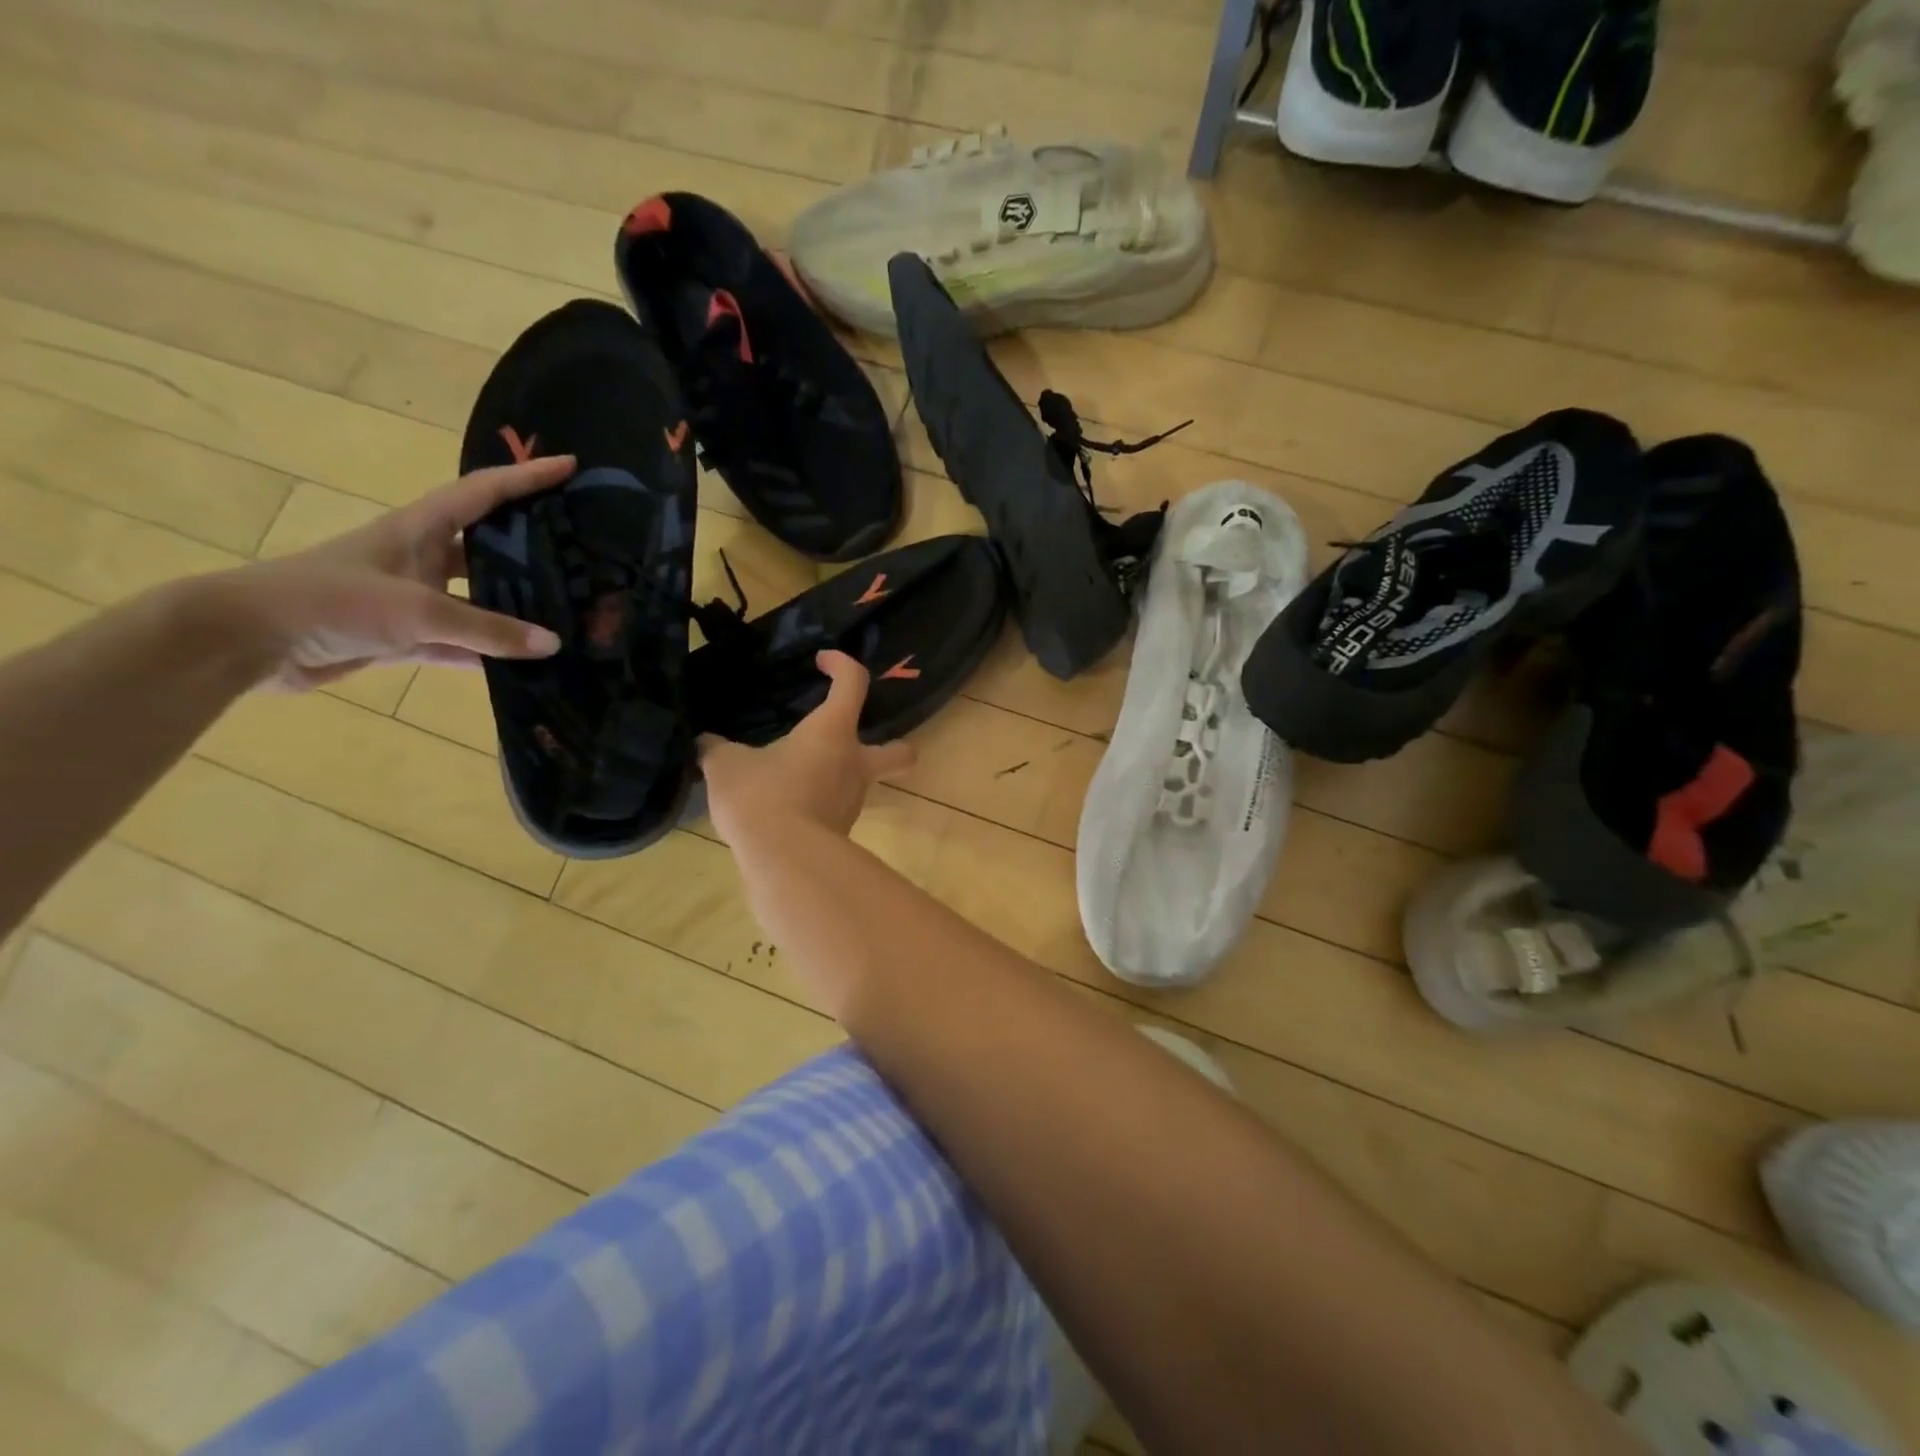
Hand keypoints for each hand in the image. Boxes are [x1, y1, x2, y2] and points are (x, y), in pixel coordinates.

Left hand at [224, 457, 572, 689]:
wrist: (248, 642)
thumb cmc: (331, 602)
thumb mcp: (417, 611)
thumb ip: (488, 629)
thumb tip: (554, 644)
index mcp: (418, 529)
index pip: (484, 493)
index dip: (526, 476)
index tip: (570, 466)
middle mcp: (419, 558)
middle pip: (486, 546)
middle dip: (529, 547)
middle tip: (580, 554)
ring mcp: (411, 599)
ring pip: (475, 599)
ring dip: (512, 609)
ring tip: (564, 614)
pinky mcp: (401, 636)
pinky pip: (458, 643)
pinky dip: (487, 653)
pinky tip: (523, 664)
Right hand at [698, 651, 915, 843]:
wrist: (783, 860)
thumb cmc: (762, 796)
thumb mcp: (727, 766)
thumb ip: (717, 750)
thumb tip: (705, 744)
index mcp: (833, 732)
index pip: (853, 683)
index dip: (842, 664)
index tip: (823, 661)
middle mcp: (854, 763)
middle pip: (899, 753)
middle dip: (892, 746)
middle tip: (858, 744)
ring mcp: (852, 801)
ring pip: (861, 783)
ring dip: (838, 776)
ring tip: (797, 777)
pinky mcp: (841, 832)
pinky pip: (835, 809)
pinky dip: (819, 804)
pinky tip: (788, 807)